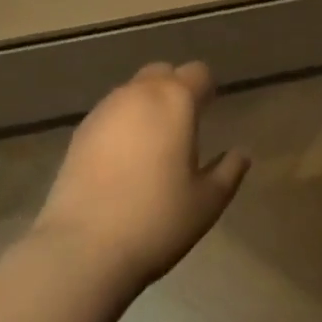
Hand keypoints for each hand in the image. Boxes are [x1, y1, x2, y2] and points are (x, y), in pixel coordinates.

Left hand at [31, 61, 249, 289]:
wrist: (82, 248)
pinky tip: (122, 160)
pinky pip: (110, 113)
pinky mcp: (80, 131)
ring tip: (152, 145)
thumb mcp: (207, 202)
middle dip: (175, 89)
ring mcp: (105, 110)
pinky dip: (122, 124)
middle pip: (163, 73)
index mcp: (176, 100)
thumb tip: (241, 154)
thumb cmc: (157, 220)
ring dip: (146, 105)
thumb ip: (228, 171)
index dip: (207, 89)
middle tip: (183, 126)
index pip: (198, 73)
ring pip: (133, 91)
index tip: (211, 111)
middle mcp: (139, 93)